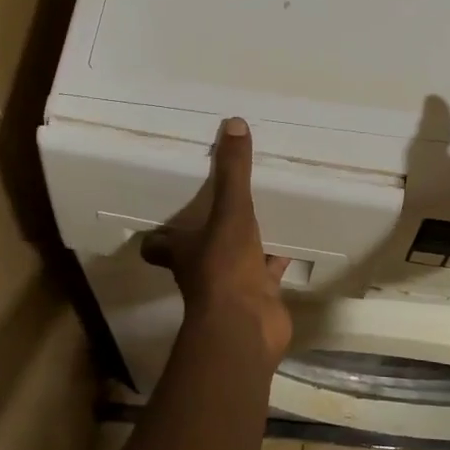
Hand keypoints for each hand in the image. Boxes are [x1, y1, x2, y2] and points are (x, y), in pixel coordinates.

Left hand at [141, 117, 291, 367]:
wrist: (247, 326)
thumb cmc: (225, 266)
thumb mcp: (230, 212)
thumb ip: (232, 171)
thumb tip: (233, 123)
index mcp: (183, 250)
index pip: (158, 244)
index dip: (159, 234)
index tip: (166, 214)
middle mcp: (200, 268)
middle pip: (197, 249)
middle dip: (206, 231)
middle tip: (220, 201)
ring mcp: (230, 284)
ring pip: (234, 258)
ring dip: (244, 242)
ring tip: (259, 212)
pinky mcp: (258, 295)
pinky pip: (267, 271)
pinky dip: (276, 259)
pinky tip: (291, 240)